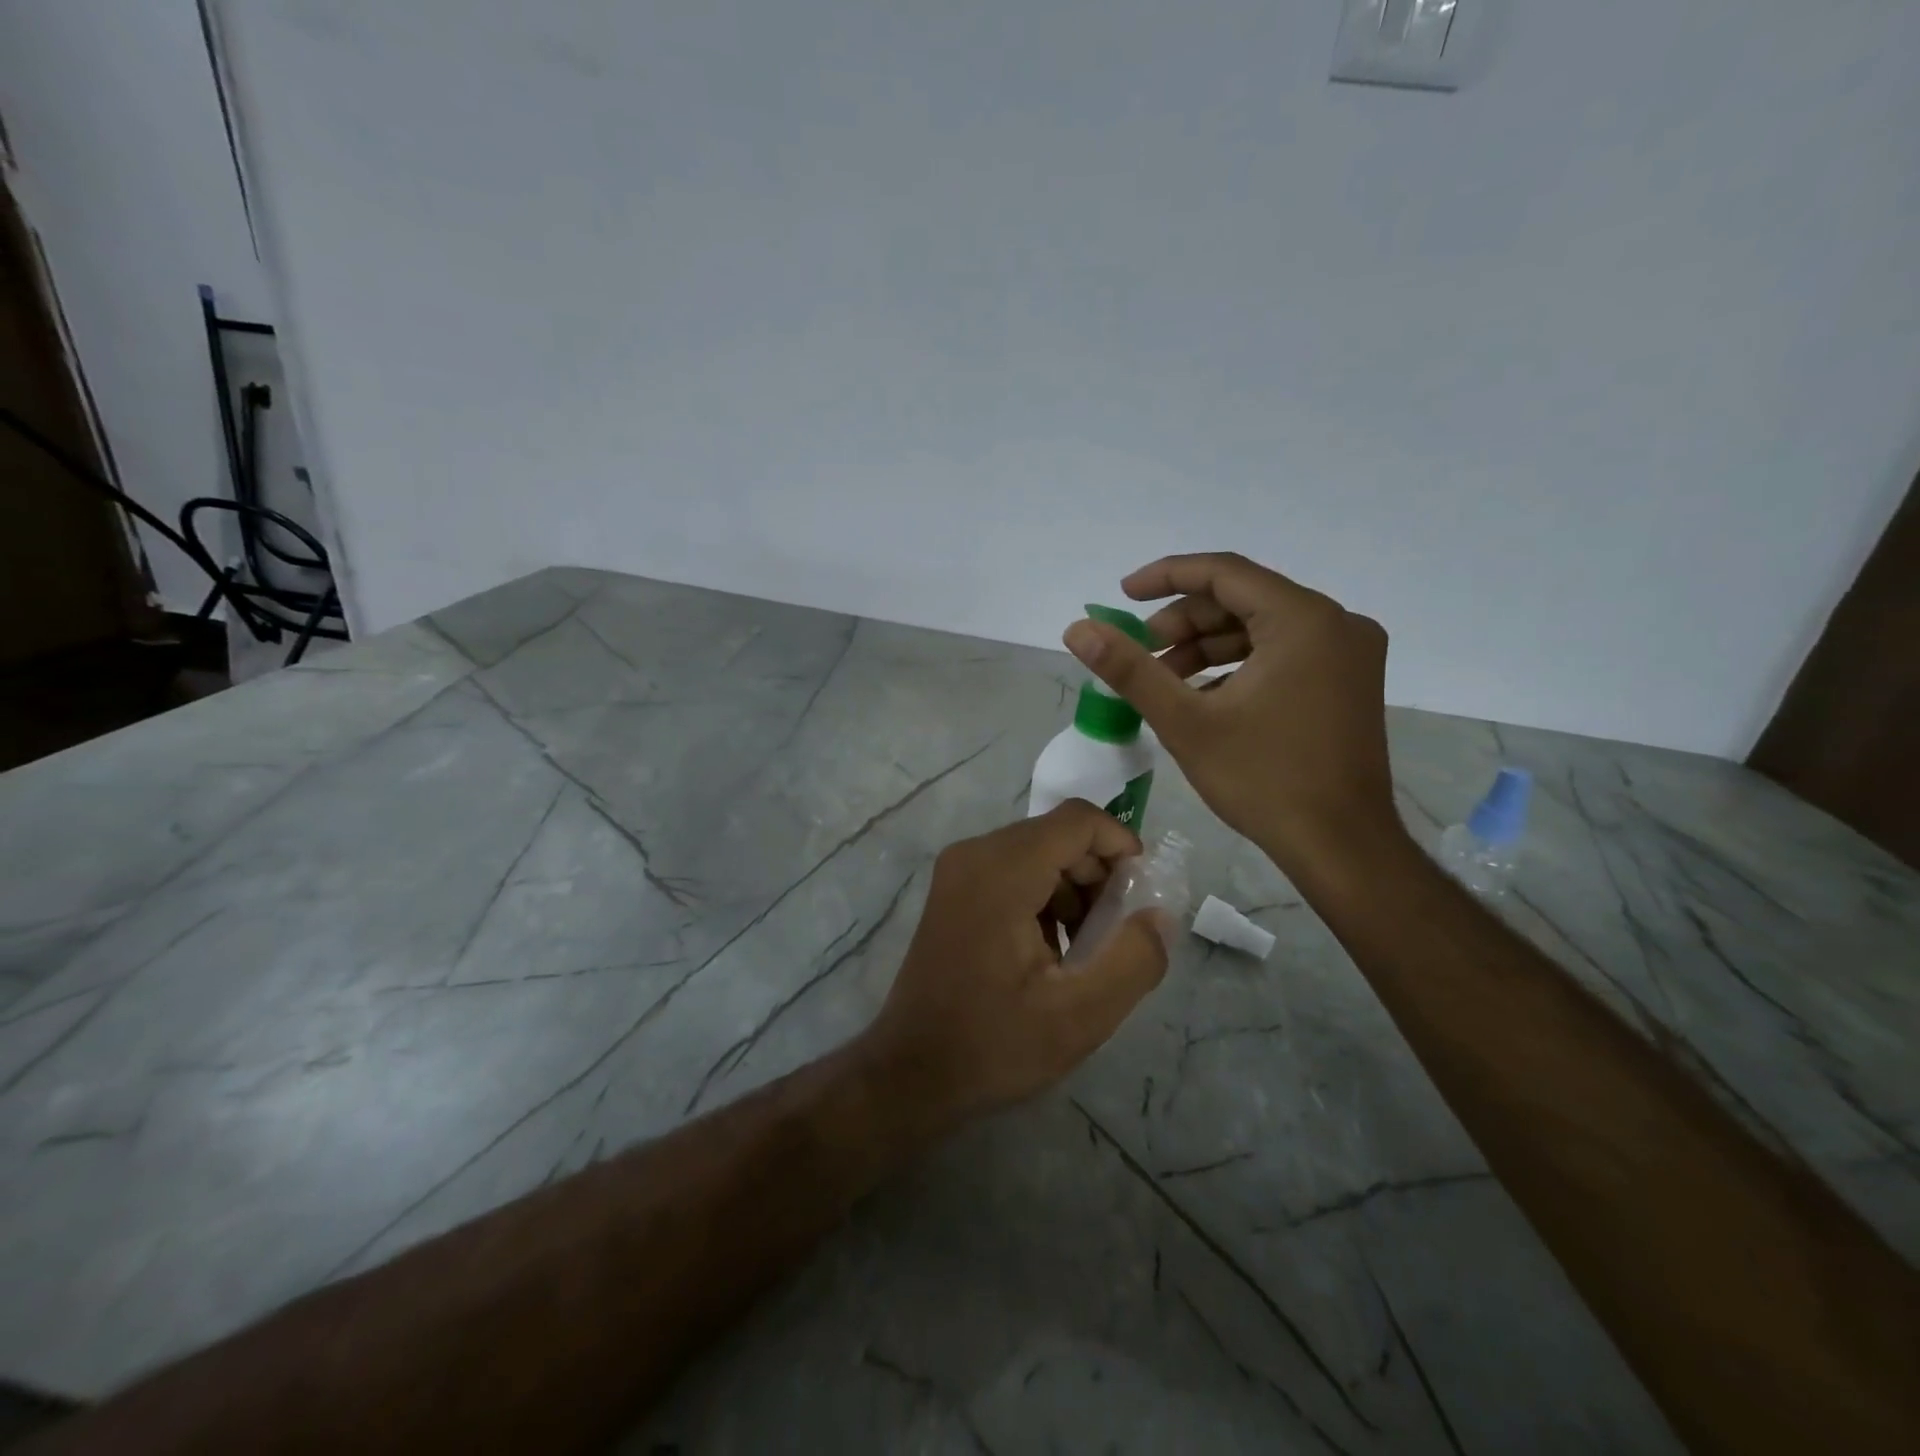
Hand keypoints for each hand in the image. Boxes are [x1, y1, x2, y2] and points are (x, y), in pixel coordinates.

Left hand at [861, 802, 1170, 1128]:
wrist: (911, 1072)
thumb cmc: (993, 1045)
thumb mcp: (1080, 1015)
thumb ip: (1133, 958)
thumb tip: (1159, 914)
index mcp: (1001, 871)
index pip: (1078, 820)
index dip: (1121, 846)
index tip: (1140, 896)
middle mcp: (974, 854)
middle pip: (1059, 835)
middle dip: (1099, 876)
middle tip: (1115, 935)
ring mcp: (958, 870)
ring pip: (1038, 852)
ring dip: (1074, 891)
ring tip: (1084, 952)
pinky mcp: (953, 890)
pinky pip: (1014, 871)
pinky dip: (1045, 898)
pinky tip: (1051, 952)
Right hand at [1063, 552, 1406, 884]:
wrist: (1341, 847)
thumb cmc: (1263, 780)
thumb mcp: (1186, 722)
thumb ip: (1130, 669)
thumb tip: (1078, 629)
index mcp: (1304, 620)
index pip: (1224, 572)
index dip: (1166, 576)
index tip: (1122, 593)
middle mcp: (1337, 623)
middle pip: (1243, 601)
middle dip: (1184, 623)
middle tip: (1140, 653)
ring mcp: (1350, 654)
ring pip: (1262, 630)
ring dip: (1207, 648)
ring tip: (1163, 681)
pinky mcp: (1350, 683)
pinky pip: (1284, 654)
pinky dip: (1238, 667)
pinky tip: (1203, 699)